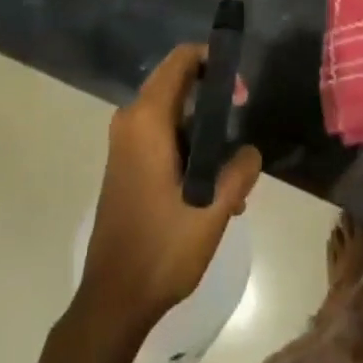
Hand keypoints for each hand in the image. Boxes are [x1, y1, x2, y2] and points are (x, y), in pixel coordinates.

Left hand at [77, 44, 262, 329]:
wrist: (112, 302)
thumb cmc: (161, 250)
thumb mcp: (213, 210)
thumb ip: (239, 171)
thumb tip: (251, 151)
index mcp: (147, 120)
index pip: (181, 60)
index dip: (214, 62)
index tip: (240, 90)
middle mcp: (130, 121)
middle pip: (176, 82)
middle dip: (213, 95)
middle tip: (241, 119)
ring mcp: (124, 143)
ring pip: (171, 111)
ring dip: (203, 127)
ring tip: (232, 167)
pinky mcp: (125, 164)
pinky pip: (160, 133)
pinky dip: (187, 144)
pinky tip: (212, 185)